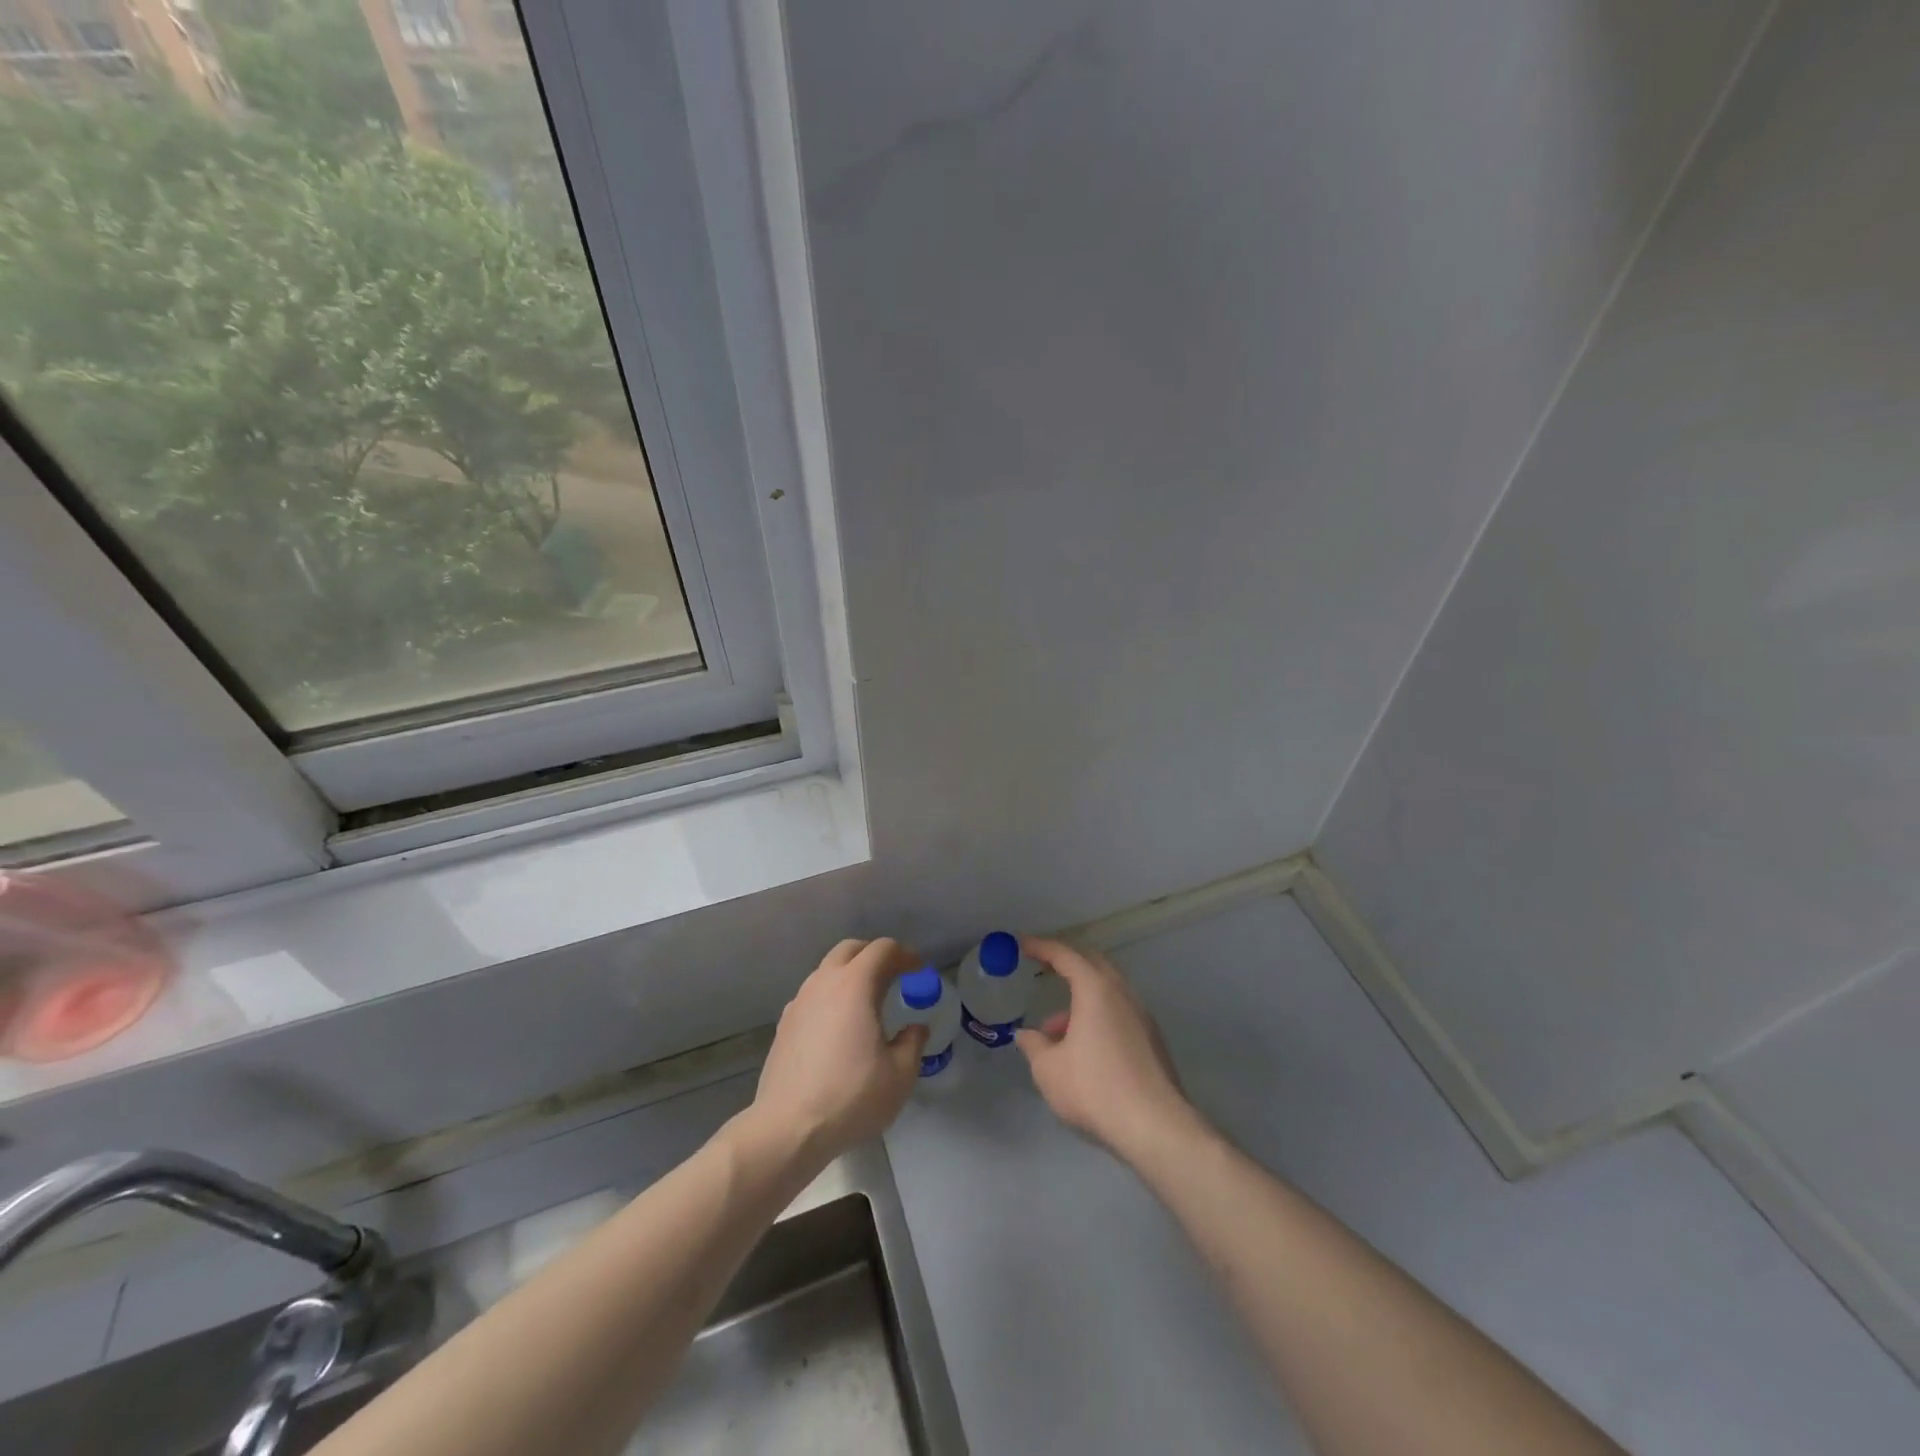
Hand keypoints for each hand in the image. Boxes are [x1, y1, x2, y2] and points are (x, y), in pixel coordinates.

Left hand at [747, 938, 928, 1166]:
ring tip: (868, 1003)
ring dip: (850, 975)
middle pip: (850, 949)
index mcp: (854, 985)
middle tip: (893, 977)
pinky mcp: (784, 1025)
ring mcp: (799, 1002)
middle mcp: (824, 983)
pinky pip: (813, 995)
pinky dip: (831, 997)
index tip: (919, 970)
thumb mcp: (899, 1075)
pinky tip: (840, 1027)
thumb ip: (913, 1043)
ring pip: (827, 971)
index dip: (905, 955)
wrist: (788, 1129)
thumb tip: (916, 1028)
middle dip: (875, 955)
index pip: (882, 950)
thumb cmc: (851, 1097)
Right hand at [1014, 937, 1201, 1164]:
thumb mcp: (1049, 1069)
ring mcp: (1142, 1017)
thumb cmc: (1095, 1089)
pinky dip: (1096, 1017)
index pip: (1065, 955)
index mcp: (1096, 989)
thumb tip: (1025, 1035)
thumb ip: (1033, 1045)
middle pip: (1092, 964)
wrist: (1156, 1127)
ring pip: (1106, 993)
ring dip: (1079, 1000)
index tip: (1021, 944)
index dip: (1041, 947)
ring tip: (1053, 1032)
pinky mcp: (1152, 1041)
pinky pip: (1118, 1014)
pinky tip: (1081, 1050)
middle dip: (1065, 963)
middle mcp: (1122, 994)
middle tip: (1042, 968)